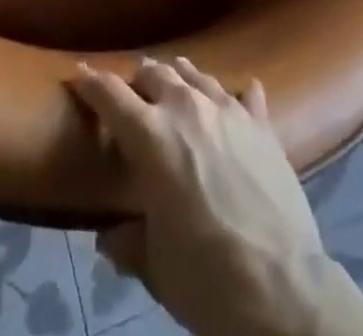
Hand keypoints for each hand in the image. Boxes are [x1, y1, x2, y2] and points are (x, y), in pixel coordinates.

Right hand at [70, 57, 362, 335]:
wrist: (283, 289)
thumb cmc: (206, 278)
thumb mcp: (155, 265)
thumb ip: (127, 242)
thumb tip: (110, 236)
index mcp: (151, 136)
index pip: (110, 94)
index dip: (90, 82)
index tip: (78, 74)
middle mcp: (186, 108)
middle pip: (154, 73)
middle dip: (137, 82)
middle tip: (131, 96)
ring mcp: (228, 110)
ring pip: (195, 75)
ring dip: (178, 79)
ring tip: (173, 85)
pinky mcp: (261, 124)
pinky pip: (244, 94)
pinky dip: (232, 95)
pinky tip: (237, 97)